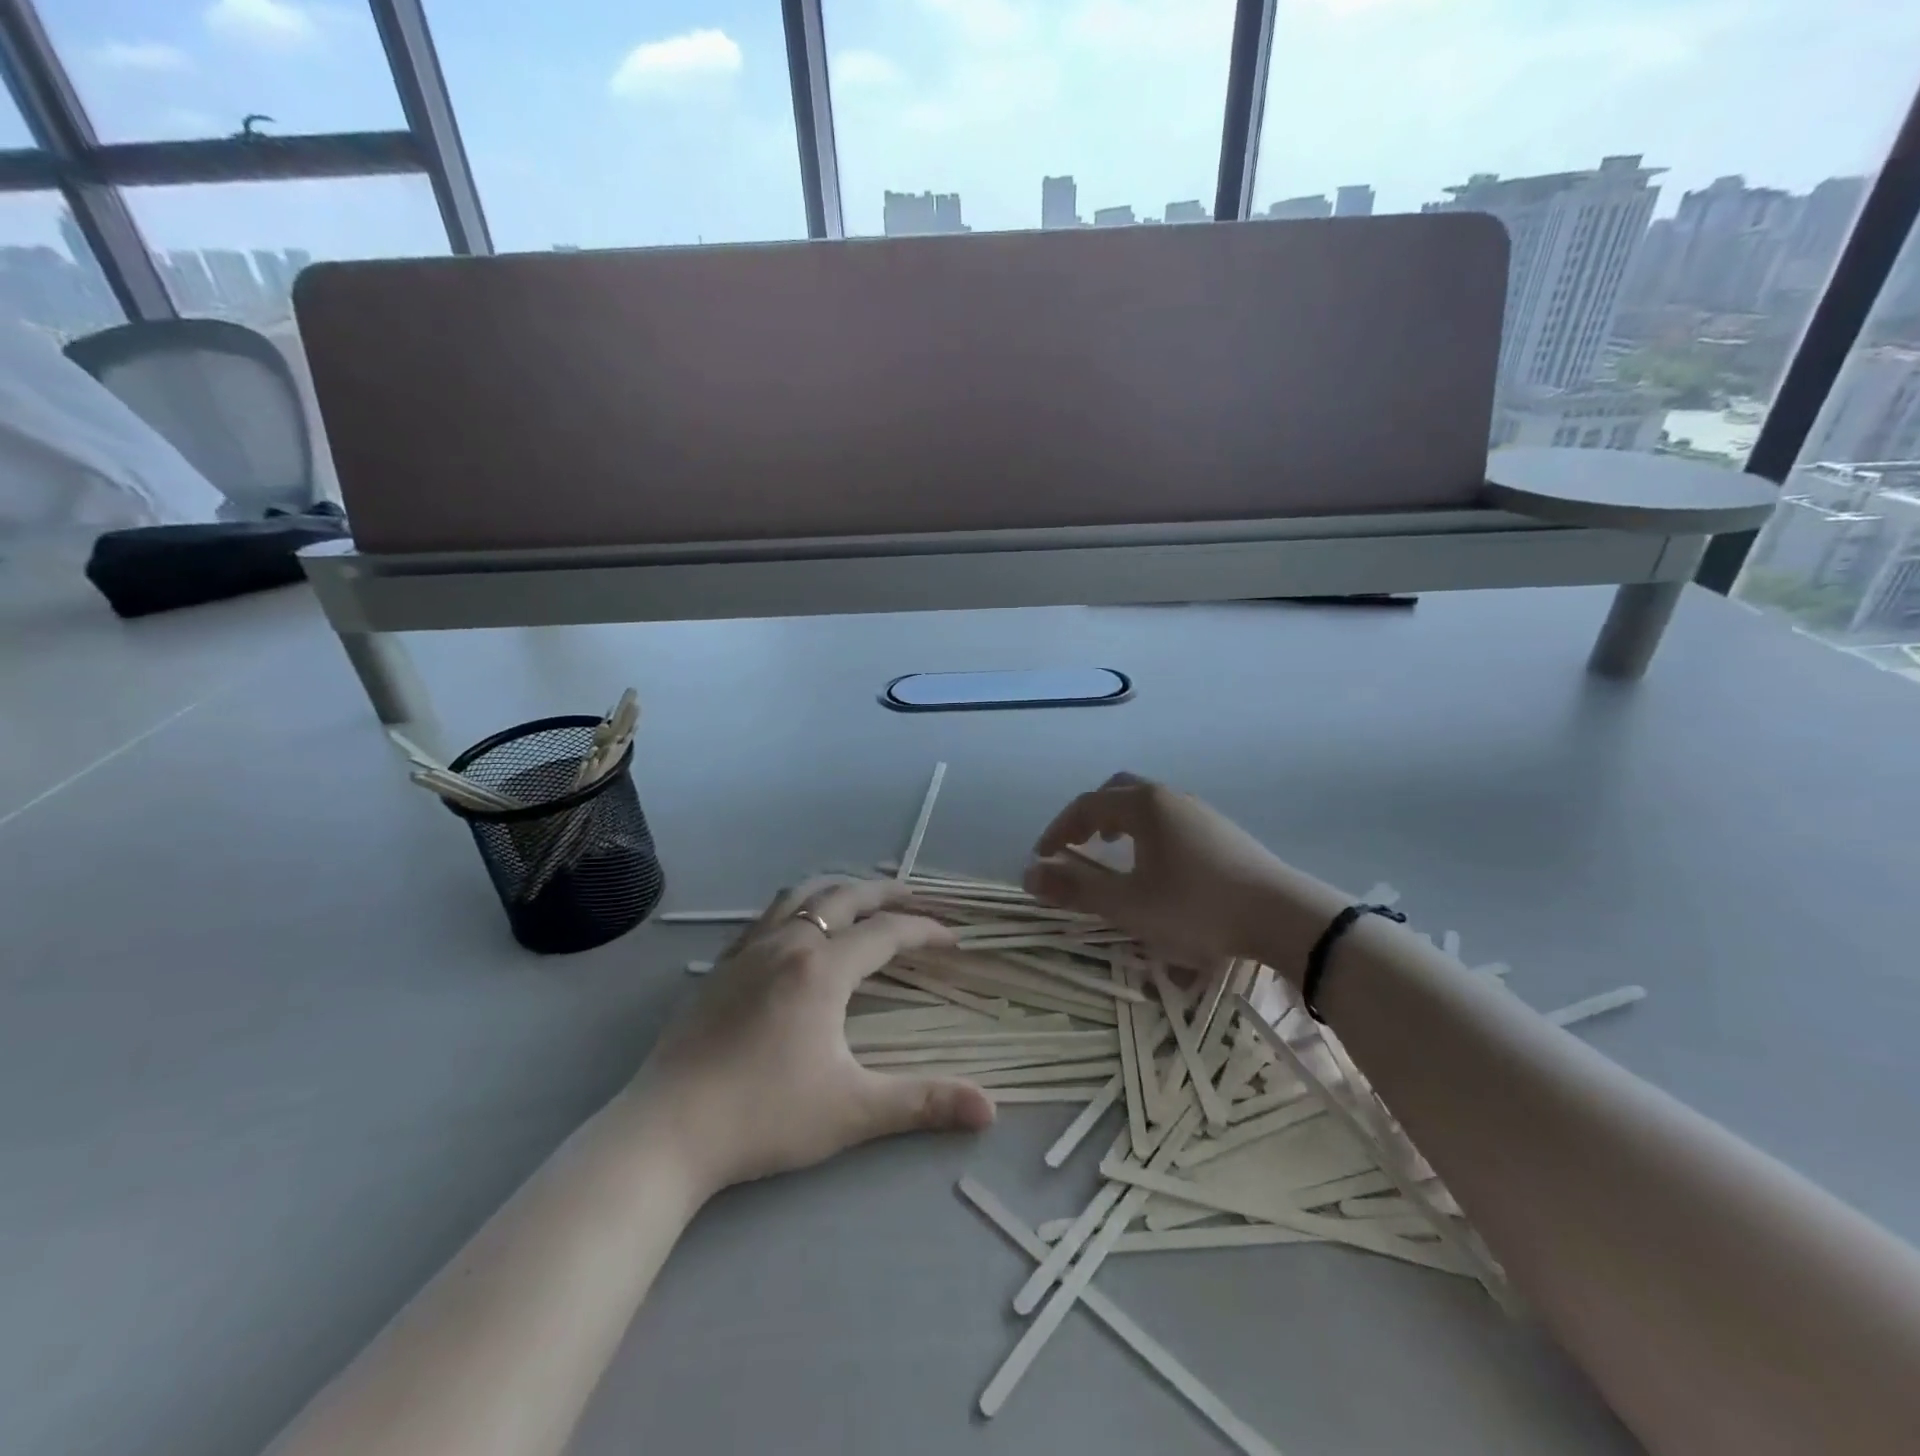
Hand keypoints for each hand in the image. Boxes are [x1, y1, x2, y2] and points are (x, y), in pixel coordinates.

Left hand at [629, 878, 994, 1198]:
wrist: (667, 1131)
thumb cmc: (764, 1116)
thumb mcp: (852, 1111)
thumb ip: (923, 1104)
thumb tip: (991, 1110)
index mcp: (823, 969)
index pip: (887, 934)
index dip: (925, 931)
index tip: (953, 939)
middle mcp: (788, 945)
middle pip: (845, 897)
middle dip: (886, 893)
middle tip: (915, 899)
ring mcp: (748, 951)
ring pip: (801, 896)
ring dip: (839, 891)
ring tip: (860, 901)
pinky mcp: (721, 967)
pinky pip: (768, 916)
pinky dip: (798, 906)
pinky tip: (797, 930)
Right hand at [1024, 774, 1347, 975]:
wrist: (1283, 915)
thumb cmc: (1197, 907)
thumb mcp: (1128, 904)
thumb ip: (1076, 888)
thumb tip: (1029, 874)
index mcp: (1143, 805)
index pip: (1086, 806)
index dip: (1058, 830)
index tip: (1042, 857)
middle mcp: (1169, 797)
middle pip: (1116, 790)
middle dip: (1089, 816)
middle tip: (1076, 846)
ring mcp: (1199, 810)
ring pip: (1145, 802)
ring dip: (1118, 821)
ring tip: (1112, 852)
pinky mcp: (1221, 830)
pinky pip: (1168, 817)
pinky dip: (1145, 830)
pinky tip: (1156, 864)